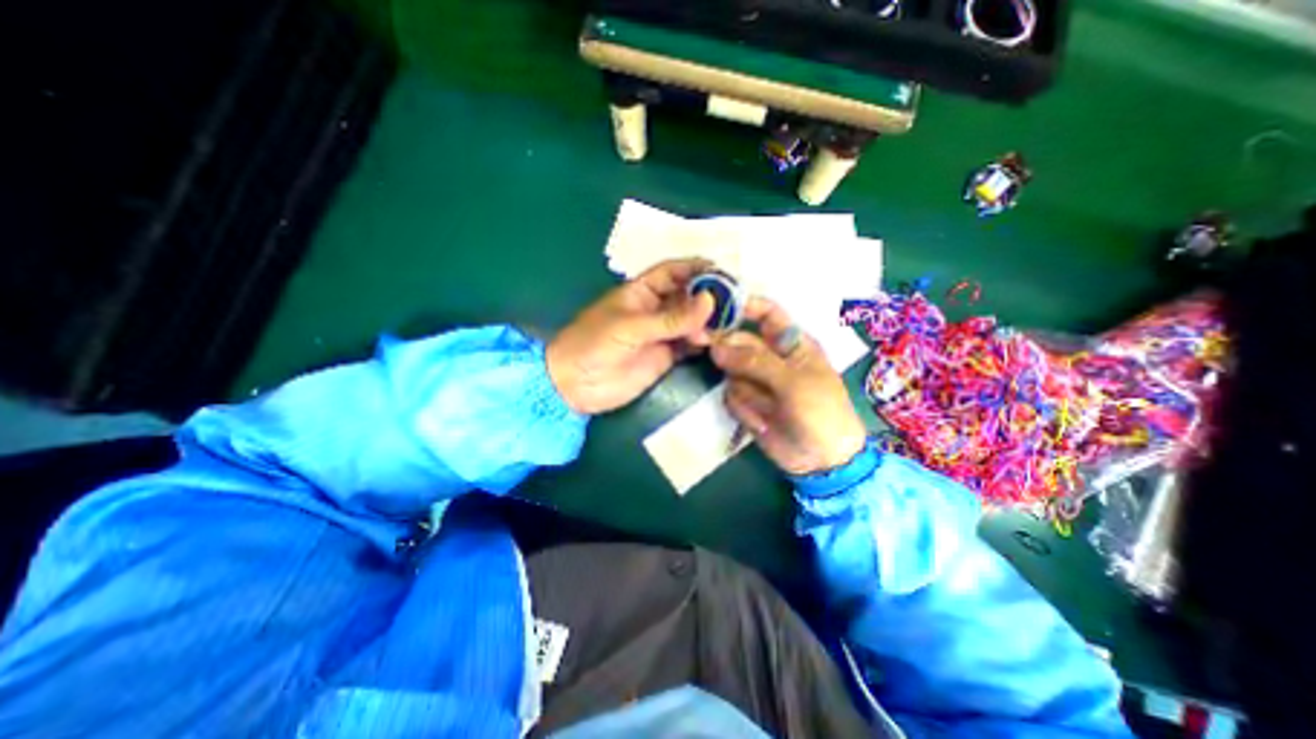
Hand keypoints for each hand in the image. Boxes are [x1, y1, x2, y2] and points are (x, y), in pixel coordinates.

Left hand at [546, 257, 714, 415]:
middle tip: (735, 302)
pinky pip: (691, 344)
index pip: (673, 272)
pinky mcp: (667, 356)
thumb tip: (710, 302)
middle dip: (710, 296)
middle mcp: (656, 309)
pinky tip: (717, 342)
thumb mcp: (630, 327)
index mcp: (641, 291)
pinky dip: (705, 342)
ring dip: (710, 321)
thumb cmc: (593, 345)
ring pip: (693, 321)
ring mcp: (662, 333)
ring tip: (728, 325)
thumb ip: (671, 318)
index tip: (722, 272)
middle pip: (688, 296)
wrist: (575, 386)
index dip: (696, 268)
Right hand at [715, 299, 869, 476]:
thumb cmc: (820, 411)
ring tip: (765, 408)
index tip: (715, 306)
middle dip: (726, 348)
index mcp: (791, 343)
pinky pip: (731, 396)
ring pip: (730, 371)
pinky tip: (761, 422)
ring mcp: (757, 380)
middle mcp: (771, 357)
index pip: (766, 314)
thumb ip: (755, 361)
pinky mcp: (747, 402)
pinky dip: (743, 408)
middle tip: (702, 344)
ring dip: (743, 389)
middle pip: (739, 341)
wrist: (823, 460)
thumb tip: (716, 347)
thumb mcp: (793, 382)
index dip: (744, 306)